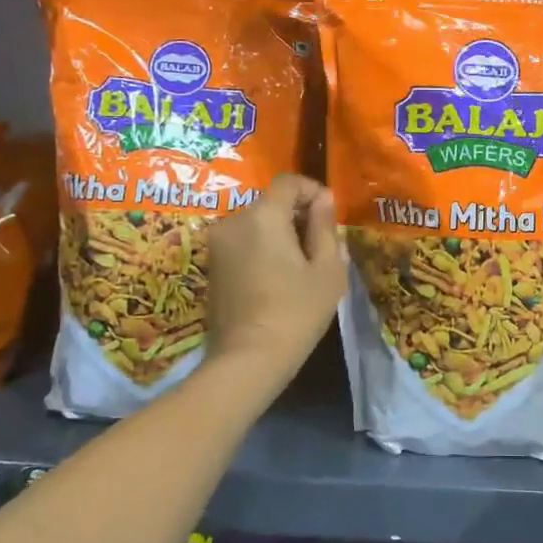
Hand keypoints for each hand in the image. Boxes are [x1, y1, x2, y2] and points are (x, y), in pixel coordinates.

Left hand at [206, 173, 345, 383]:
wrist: (248, 359)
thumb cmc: (297, 312)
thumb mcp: (327, 269)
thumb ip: (325, 227)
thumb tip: (324, 200)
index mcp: (264, 215)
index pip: (289, 182)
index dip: (313, 191)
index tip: (329, 216)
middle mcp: (234, 221)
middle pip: (271, 202)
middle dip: (297, 216)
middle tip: (320, 247)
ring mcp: (218, 244)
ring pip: (256, 224)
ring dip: (279, 234)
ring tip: (300, 266)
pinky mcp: (212, 266)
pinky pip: (243, 243)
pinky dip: (262, 249)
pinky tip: (278, 279)